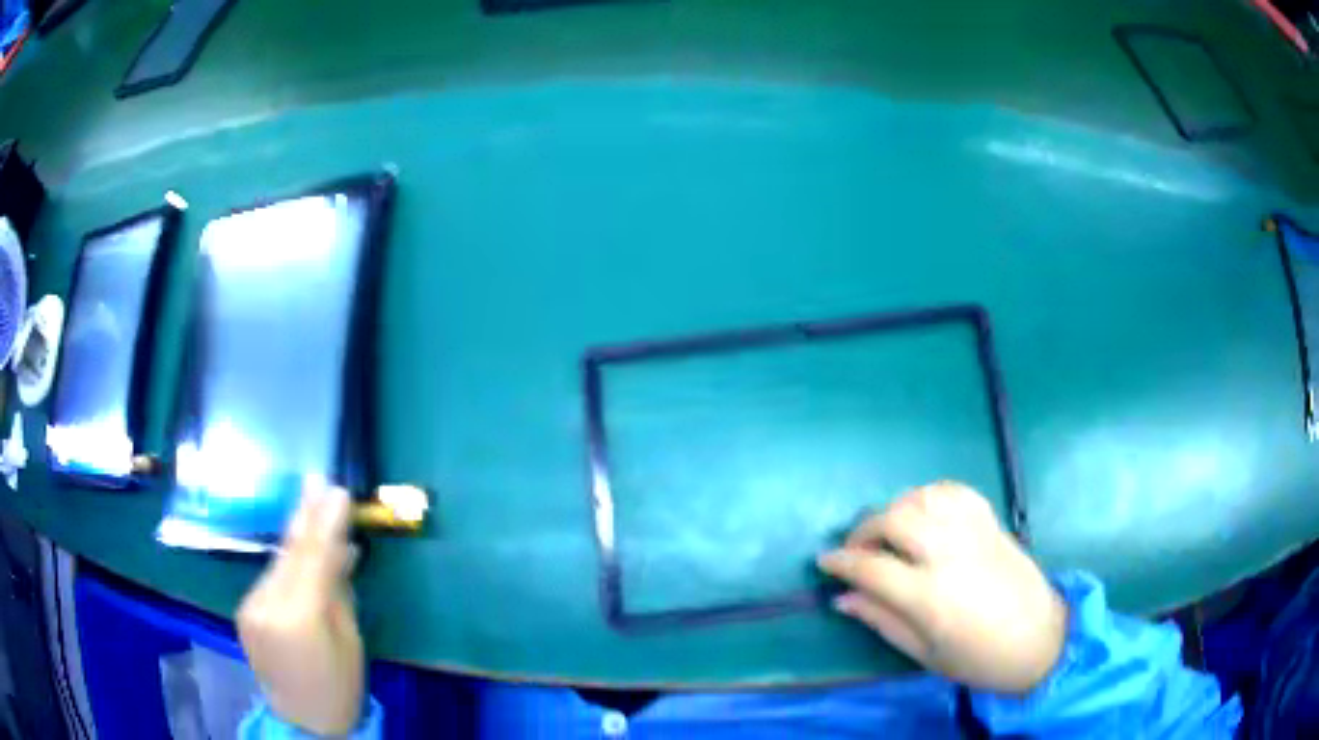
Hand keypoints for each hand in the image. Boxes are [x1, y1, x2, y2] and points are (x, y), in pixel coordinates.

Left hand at [238, 480, 363, 735]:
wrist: (303, 720)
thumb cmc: (339, 686)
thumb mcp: (350, 639)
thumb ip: (338, 590)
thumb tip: (342, 550)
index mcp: (298, 619)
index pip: (313, 559)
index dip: (325, 523)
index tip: (337, 490)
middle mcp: (266, 606)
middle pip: (289, 553)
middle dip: (305, 516)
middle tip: (317, 479)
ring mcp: (250, 607)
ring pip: (278, 562)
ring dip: (296, 538)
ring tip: (311, 506)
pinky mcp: (245, 610)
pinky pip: (270, 578)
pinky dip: (287, 563)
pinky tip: (299, 551)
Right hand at [817, 481, 1065, 693]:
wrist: (1039, 640)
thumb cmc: (977, 659)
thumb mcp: (923, 654)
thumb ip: (882, 621)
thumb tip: (843, 598)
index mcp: (929, 597)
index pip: (871, 567)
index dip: (841, 562)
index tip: (825, 561)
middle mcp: (949, 555)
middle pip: (894, 520)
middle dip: (864, 530)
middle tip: (856, 549)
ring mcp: (973, 533)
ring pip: (923, 497)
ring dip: (896, 508)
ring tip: (890, 530)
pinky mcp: (992, 522)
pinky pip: (955, 491)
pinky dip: (931, 494)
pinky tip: (924, 512)